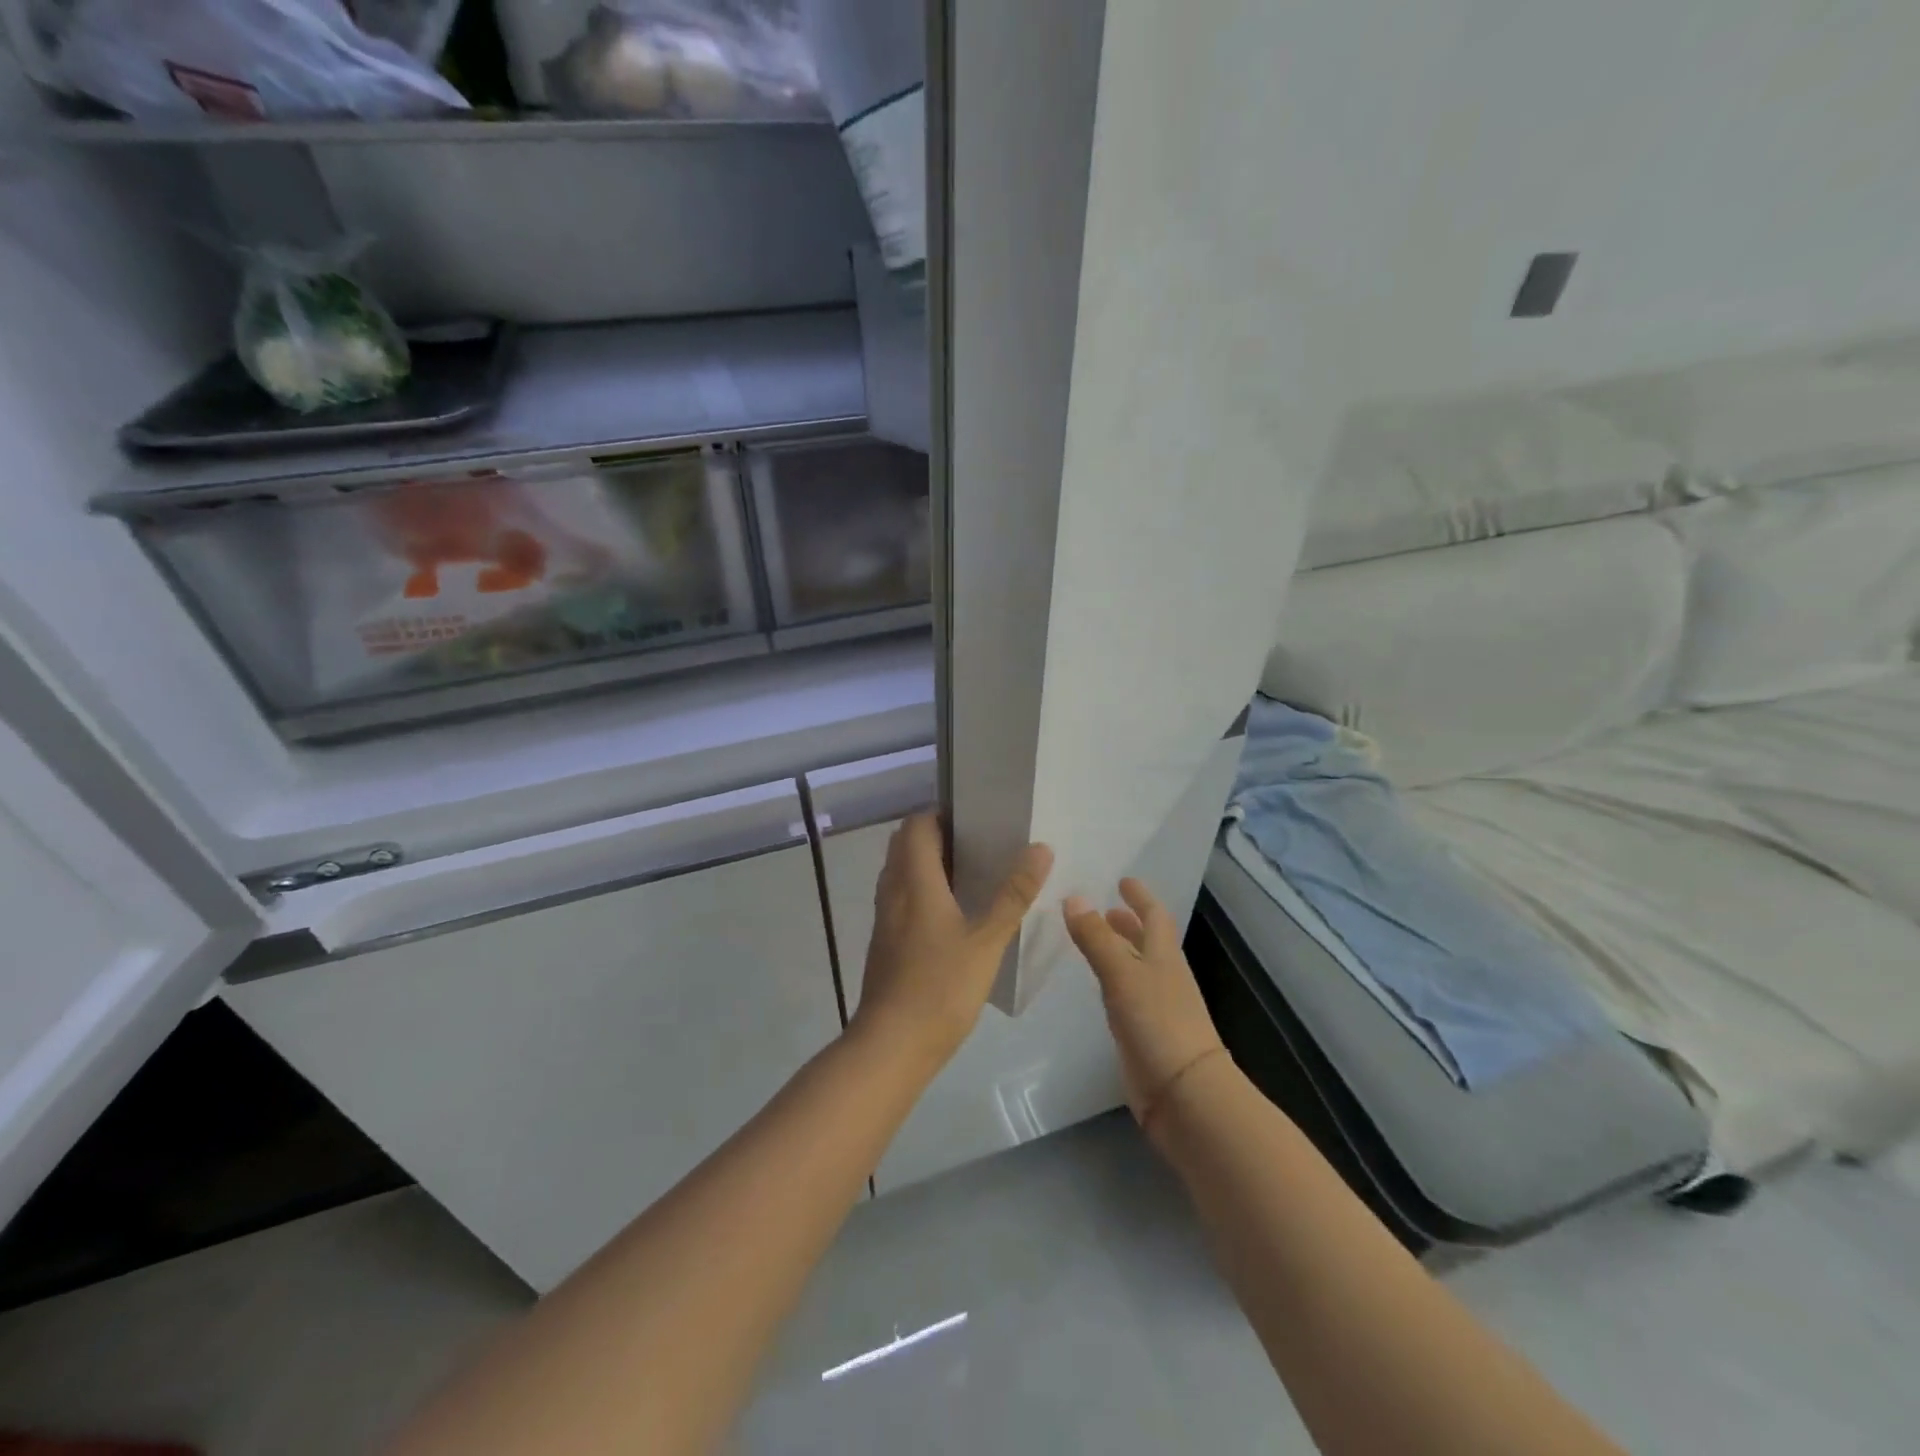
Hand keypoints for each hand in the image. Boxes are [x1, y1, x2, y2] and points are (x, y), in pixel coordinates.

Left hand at [852, 813, 1053, 1071]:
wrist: (891, 1045)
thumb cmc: (940, 986)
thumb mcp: (987, 940)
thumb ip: (1013, 894)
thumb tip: (1040, 848)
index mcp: (914, 880)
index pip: (916, 824)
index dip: (941, 814)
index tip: (976, 818)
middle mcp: (892, 890)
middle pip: (905, 844)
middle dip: (937, 836)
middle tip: (979, 844)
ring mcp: (885, 917)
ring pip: (901, 872)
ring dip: (929, 863)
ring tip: (972, 874)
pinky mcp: (885, 941)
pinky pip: (901, 898)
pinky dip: (922, 890)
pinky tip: (953, 914)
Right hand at [1064, 879, 1227, 1138]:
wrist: (1184, 1093)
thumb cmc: (1158, 1023)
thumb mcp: (1122, 974)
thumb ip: (1097, 938)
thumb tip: (1074, 897)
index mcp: (1164, 956)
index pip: (1154, 916)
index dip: (1140, 897)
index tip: (1124, 880)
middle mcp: (1162, 976)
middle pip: (1146, 941)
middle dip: (1127, 923)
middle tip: (1103, 909)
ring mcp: (1156, 1006)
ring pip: (1135, 968)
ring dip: (1118, 950)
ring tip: (1092, 940)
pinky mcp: (1144, 1033)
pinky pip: (1126, 995)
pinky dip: (1113, 981)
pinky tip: (1097, 986)